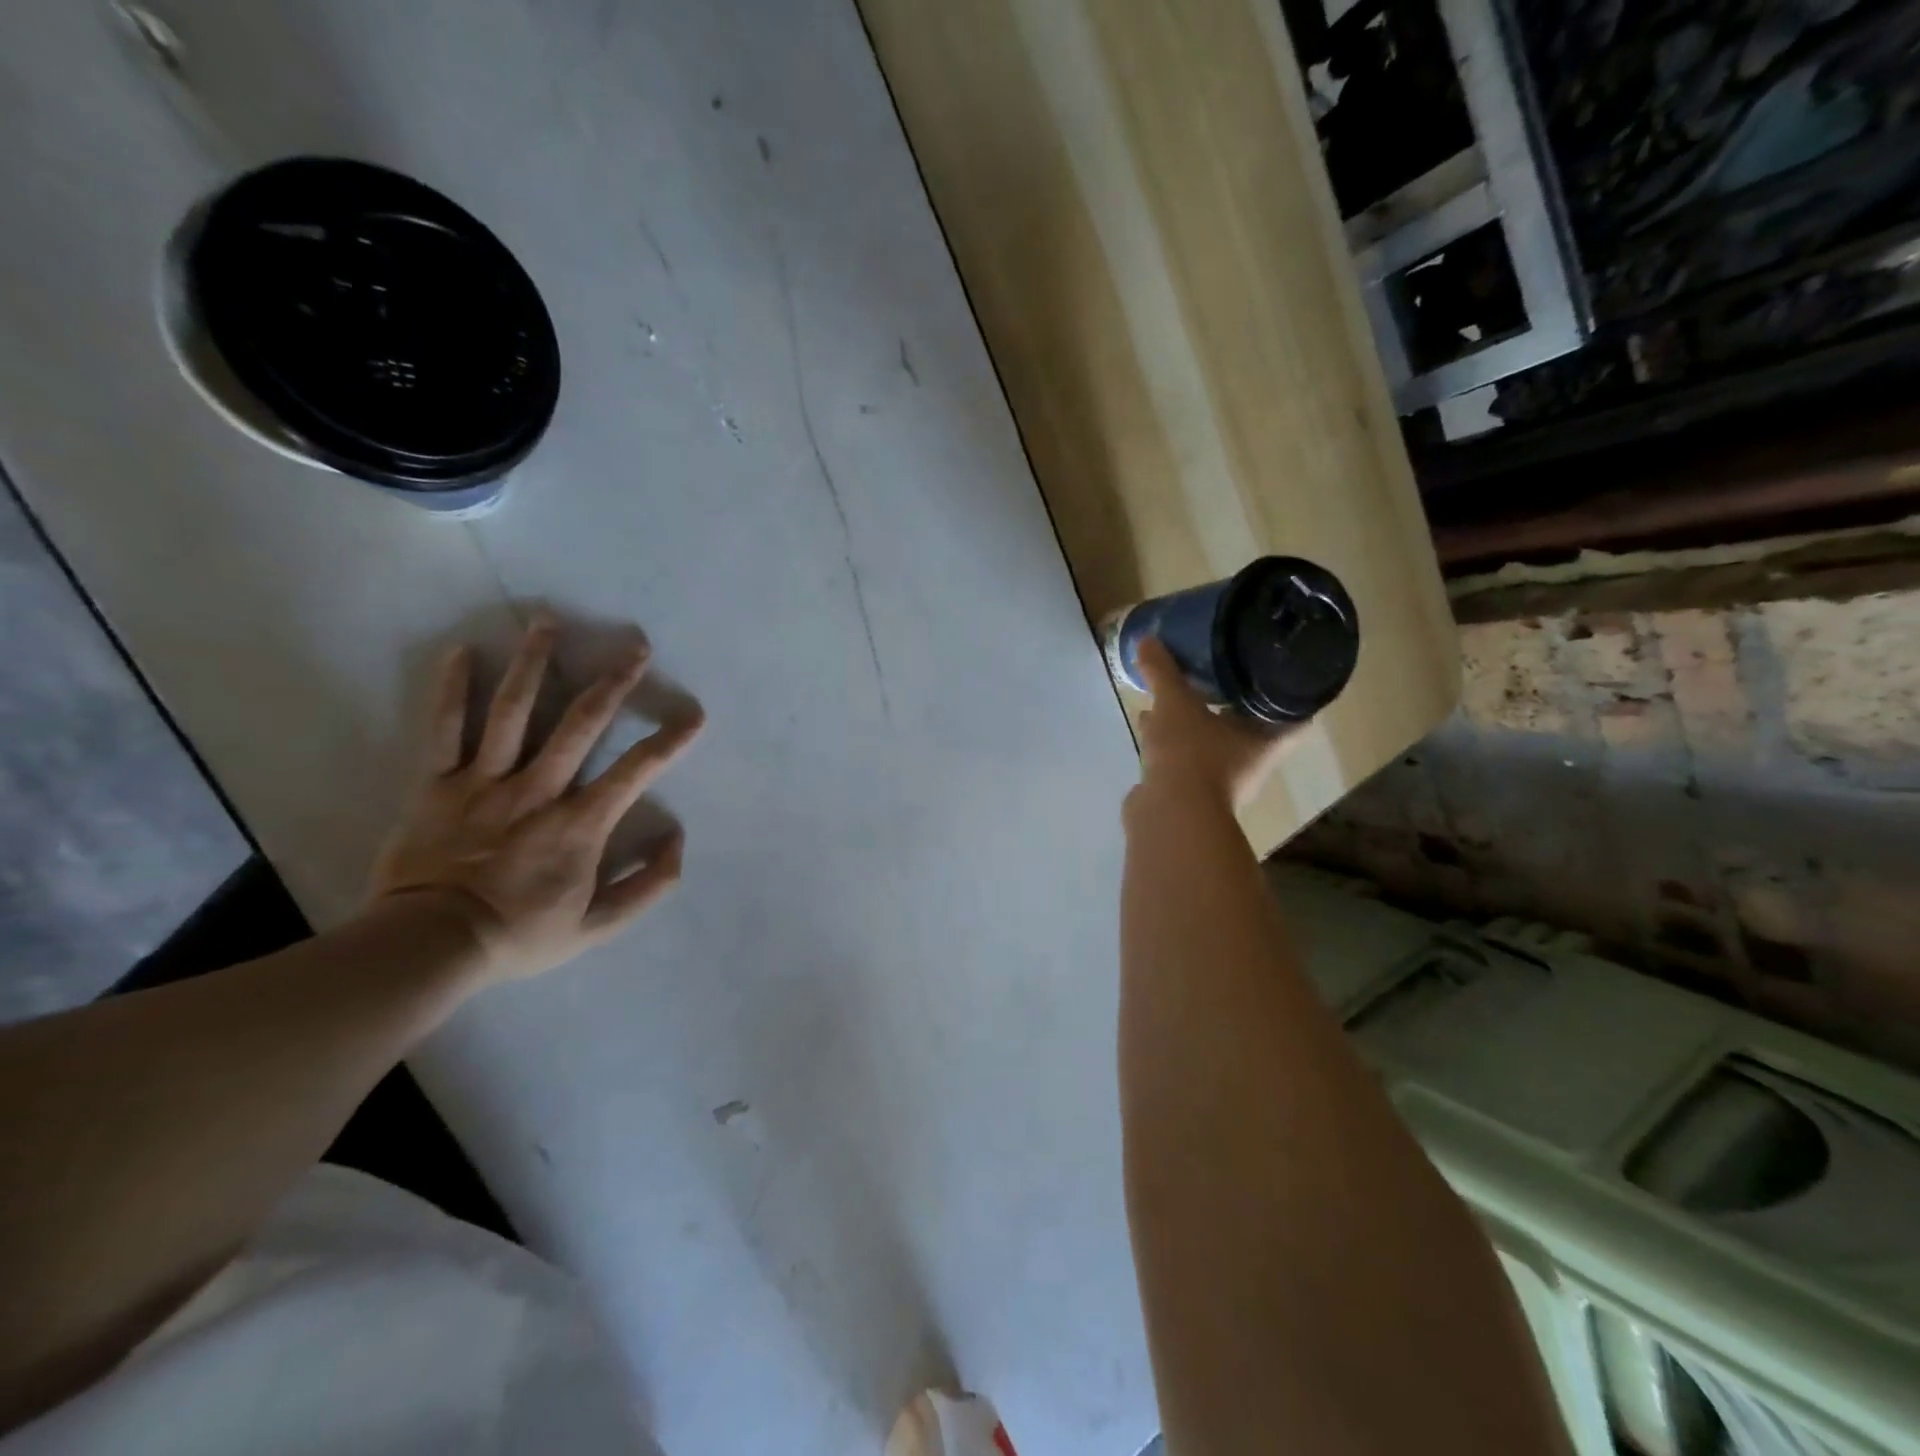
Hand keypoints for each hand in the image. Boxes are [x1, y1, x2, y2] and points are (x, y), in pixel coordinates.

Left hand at [368, 613, 704, 983]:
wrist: (428, 947)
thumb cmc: (520, 934)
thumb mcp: (598, 926)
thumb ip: (647, 886)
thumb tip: (678, 839)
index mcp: (580, 823)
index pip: (636, 771)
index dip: (670, 740)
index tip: (694, 714)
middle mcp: (538, 789)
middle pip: (580, 723)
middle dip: (613, 681)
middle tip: (635, 646)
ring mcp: (484, 781)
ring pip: (513, 711)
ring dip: (534, 662)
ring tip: (548, 621)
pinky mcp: (438, 783)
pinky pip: (444, 728)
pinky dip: (452, 689)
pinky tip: (462, 652)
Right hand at [1132, 637, 1296, 813]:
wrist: (1168, 816)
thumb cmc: (1191, 755)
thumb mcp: (1176, 705)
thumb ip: (1164, 672)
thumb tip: (1149, 639)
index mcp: (1265, 740)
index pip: (1295, 714)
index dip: (1292, 690)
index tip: (1281, 665)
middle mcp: (1250, 762)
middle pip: (1251, 726)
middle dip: (1235, 701)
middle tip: (1225, 670)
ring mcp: (1219, 781)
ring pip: (1213, 741)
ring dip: (1198, 721)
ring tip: (1179, 692)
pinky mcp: (1189, 791)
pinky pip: (1184, 756)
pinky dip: (1171, 739)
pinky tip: (1149, 723)